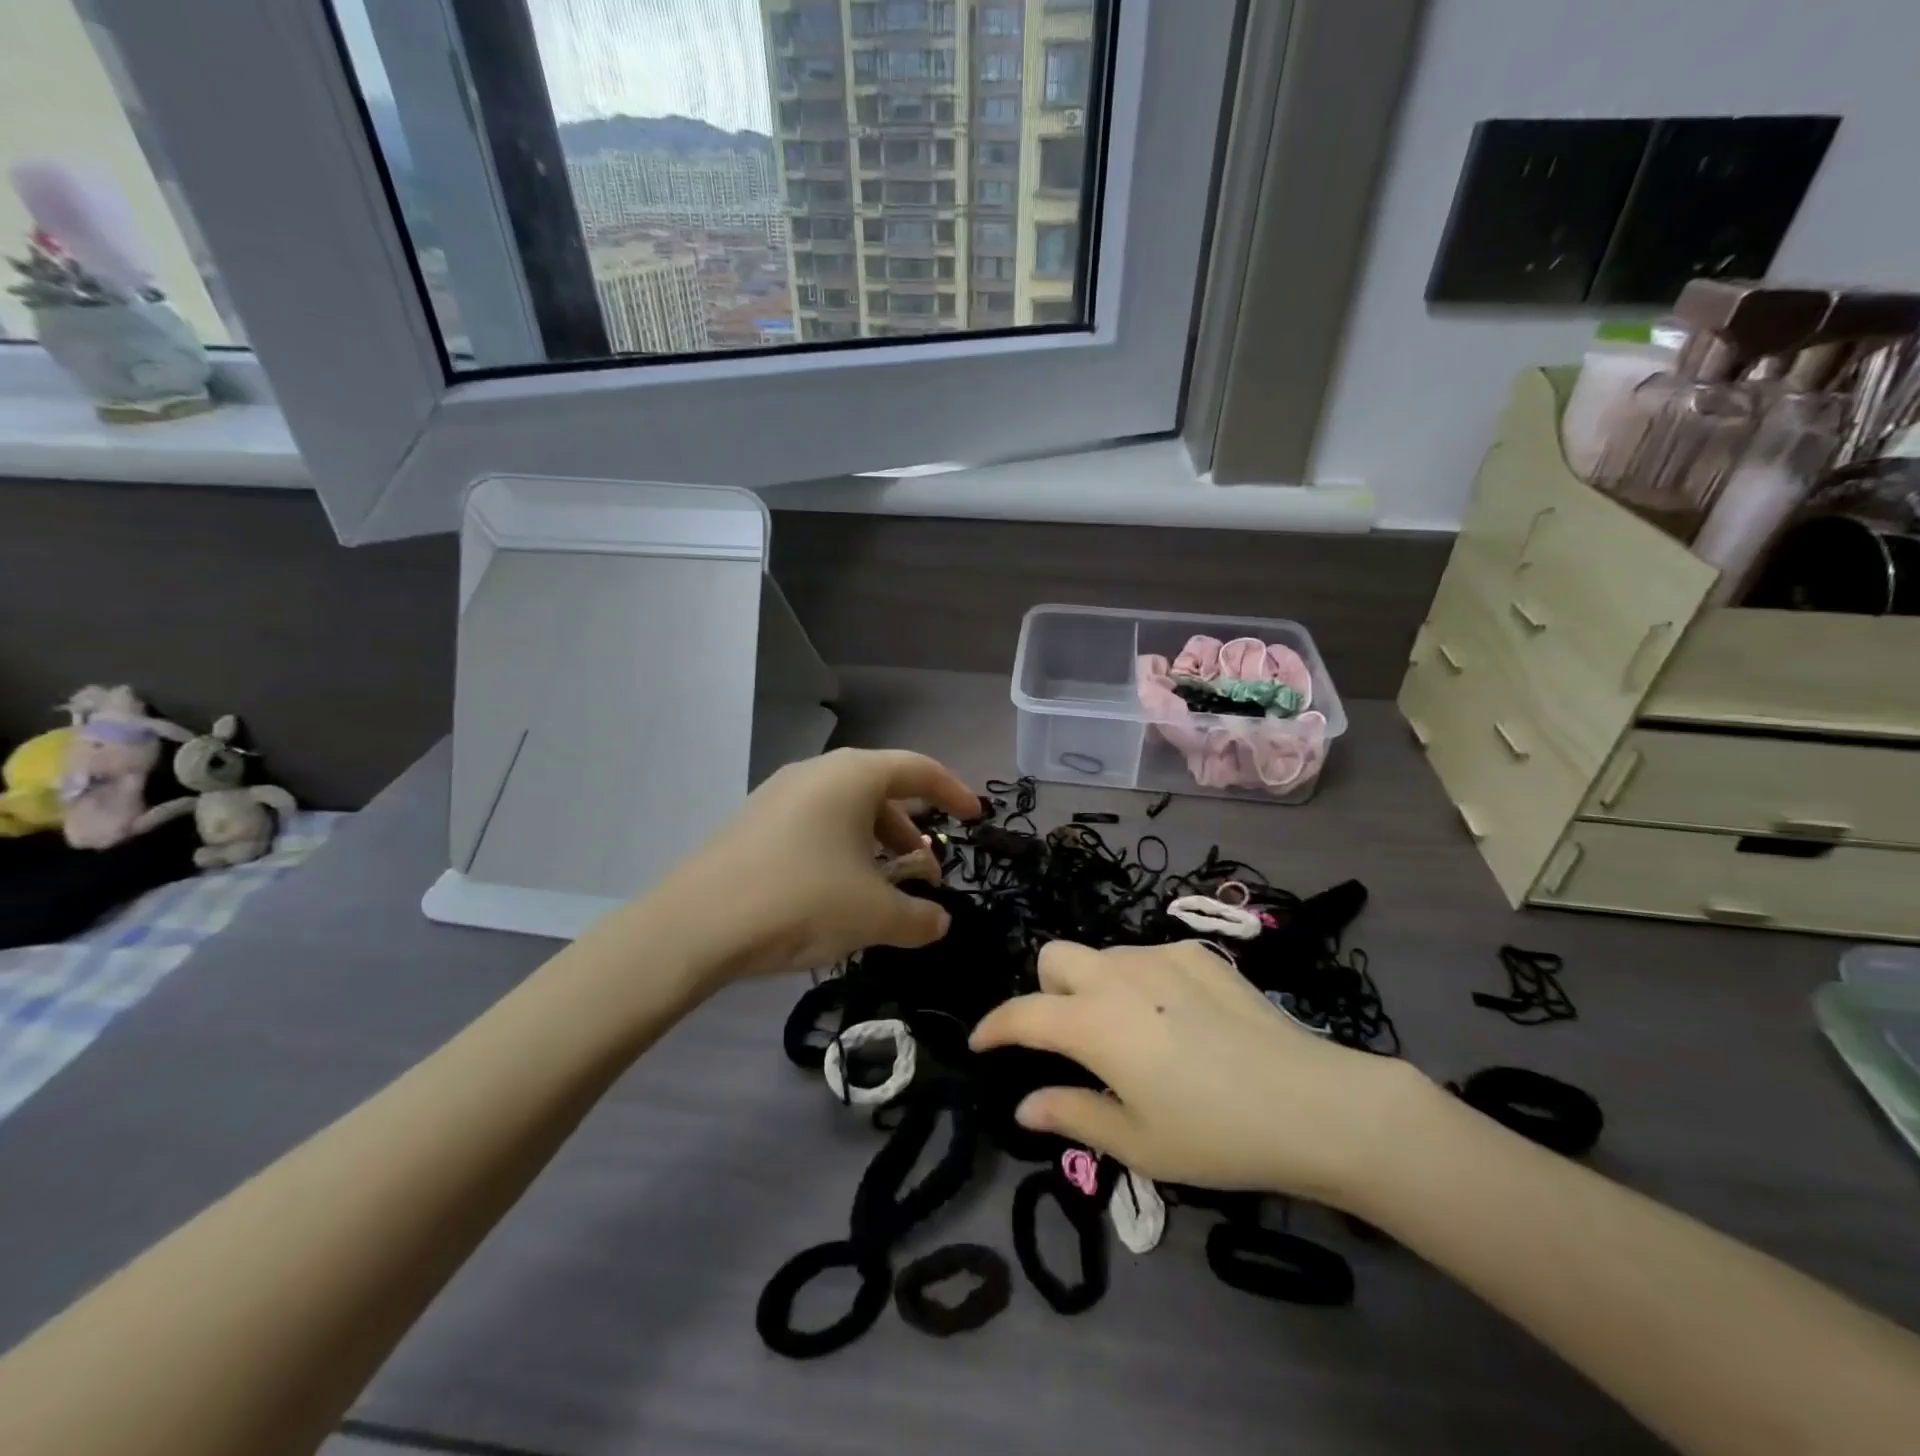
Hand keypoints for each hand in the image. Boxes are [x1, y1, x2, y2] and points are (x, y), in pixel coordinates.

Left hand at [644, 748, 979, 984]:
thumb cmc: (801, 901)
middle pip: (881, 790)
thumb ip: (920, 918)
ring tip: (884, 887)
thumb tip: (939, 922)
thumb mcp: (874, 915)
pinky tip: (838, 891)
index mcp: (853, 776)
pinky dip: (841, 849)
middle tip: (927, 869)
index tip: (974, 817)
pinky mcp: (754, 821)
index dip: (953, 791)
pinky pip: (815, 824)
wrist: (695, 925)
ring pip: (846, 809)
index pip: (919, 769)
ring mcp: (779, 794)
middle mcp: (817, 772)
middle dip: (911, 829)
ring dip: (875, 843)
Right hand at [969, 940, 1421, 1203]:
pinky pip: (1147, 958)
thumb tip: (1023, 1106)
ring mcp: (1159, 957)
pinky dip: (1141, 982)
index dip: (994, 1026)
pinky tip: (1178, 1019)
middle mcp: (1116, 975)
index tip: (980, 1042)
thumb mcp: (1136, 1141)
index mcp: (1093, 1022)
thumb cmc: (1214, 1133)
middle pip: (1054, 957)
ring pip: (1102, 955)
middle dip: (1047, 991)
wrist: (1310, 1102)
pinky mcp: (1197, 953)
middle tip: (1072, 1038)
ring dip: (1095, 985)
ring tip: (1132, 1034)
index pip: (1023, 1013)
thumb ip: (1072, 1113)